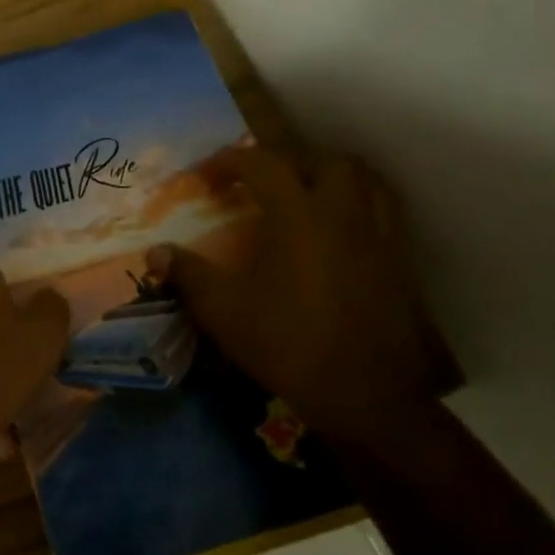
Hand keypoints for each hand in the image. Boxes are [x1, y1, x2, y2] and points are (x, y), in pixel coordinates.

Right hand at [147, 145, 432, 440]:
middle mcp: (343, 213)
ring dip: (330, 175)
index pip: (262, 164)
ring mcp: (379, 236)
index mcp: (298, 215)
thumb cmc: (290, 344)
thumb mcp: (224, 311)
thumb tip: (155, 252)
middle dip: (286, 162)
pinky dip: (358, 205)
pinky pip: (382, 211)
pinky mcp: (399, 262)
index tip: (205, 177)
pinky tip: (337, 232)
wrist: (367, 394)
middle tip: (260, 183)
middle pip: (321, 160)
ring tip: (305, 195)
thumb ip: (188, 275)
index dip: (229, 162)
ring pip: (363, 179)